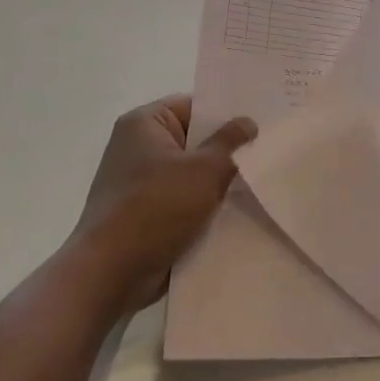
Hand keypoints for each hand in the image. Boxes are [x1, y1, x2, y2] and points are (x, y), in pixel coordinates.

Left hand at [69, 96, 256, 315]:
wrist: (111, 273)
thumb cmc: (156, 208)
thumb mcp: (203, 170)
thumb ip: (230, 143)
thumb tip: (247, 122)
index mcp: (144, 123)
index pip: (193, 106)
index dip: (227, 114)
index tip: (261, 123)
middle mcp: (137, 147)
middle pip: (193, 140)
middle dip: (226, 151)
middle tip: (268, 152)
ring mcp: (139, 182)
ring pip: (191, 173)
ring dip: (217, 182)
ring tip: (259, 183)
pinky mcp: (145, 213)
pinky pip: (182, 200)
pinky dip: (204, 206)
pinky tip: (237, 213)